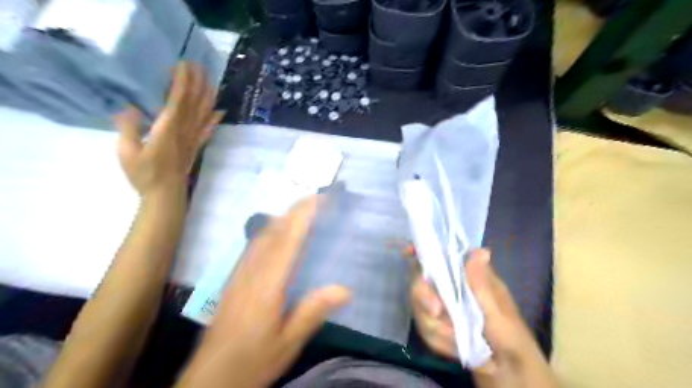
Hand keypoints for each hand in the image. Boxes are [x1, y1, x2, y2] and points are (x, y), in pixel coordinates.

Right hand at [113, 62, 224, 197]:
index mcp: (167, 129)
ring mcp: (193, 139)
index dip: (182, 82)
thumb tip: (129, 108)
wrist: (166, 195)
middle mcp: (184, 131)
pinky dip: (214, 119)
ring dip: (208, 96)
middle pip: (193, 103)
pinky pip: (207, 130)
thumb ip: (128, 128)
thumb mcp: (126, 152)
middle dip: (197, 83)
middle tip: (199, 65)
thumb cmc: (144, 175)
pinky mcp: (196, 147)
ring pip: (203, 114)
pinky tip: (220, 111)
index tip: (183, 66)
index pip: (177, 101)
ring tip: (211, 81)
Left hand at [176, 197, 351, 387]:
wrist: (209, 379)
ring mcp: (239, 273)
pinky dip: (271, 230)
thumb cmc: (252, 361)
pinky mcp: (234, 279)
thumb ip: (313, 312)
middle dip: (295, 210)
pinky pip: (255, 245)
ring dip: (283, 217)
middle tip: (318, 199)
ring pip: (262, 235)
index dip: (303, 216)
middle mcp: (251, 271)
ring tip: (303, 212)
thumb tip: (345, 289)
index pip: (288, 240)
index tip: (320, 198)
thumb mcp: (288, 342)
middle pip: (273, 230)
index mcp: (267, 284)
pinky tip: (279, 235)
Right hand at [406, 249, 557, 387]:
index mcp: (465, 274)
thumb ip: (482, 285)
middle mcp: (448, 285)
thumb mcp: (498, 310)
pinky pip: (423, 328)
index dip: (420, 251)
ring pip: (418, 308)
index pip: (438, 255)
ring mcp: (439, 304)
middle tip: (437, 313)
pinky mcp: (435, 323)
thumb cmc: (509, 333)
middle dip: (424, 299)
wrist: (507, 367)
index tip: (408, 252)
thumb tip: (481, 251)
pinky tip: (454, 347)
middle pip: (420, 282)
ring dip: (436, 328)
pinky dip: (438, 341)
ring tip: (458, 339)